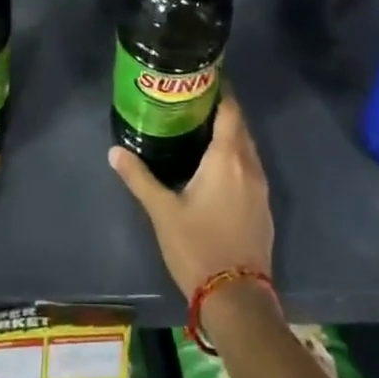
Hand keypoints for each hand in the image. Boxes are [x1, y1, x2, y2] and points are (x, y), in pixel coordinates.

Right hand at [108, 94, 272, 300]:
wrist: (237, 299)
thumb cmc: (198, 246)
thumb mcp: (162, 211)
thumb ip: (139, 177)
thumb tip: (114, 151)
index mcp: (227, 158)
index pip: (230, 110)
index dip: (220, 91)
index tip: (202, 78)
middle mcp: (249, 165)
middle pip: (240, 126)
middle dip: (222, 110)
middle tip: (194, 101)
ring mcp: (261, 188)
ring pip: (248, 148)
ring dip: (231, 135)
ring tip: (202, 129)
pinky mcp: (264, 208)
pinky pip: (251, 169)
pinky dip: (237, 157)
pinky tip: (218, 167)